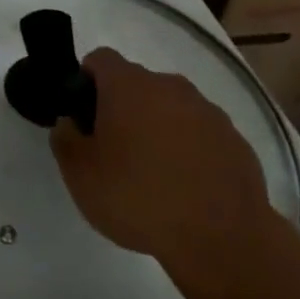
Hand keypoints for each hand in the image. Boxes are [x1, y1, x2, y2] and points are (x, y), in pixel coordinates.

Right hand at [50, 48, 272, 269]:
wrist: (222, 239)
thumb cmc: (139, 198)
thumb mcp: (80, 175)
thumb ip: (65, 139)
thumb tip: (69, 123)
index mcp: (129, 85)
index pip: (100, 59)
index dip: (86, 80)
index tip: (83, 115)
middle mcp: (169, 86)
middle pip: (137, 84)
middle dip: (123, 108)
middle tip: (114, 151)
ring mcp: (207, 111)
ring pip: (171, 108)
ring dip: (159, 129)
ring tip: (154, 175)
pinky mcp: (234, 140)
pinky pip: (201, 134)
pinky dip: (190, 150)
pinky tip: (187, 188)